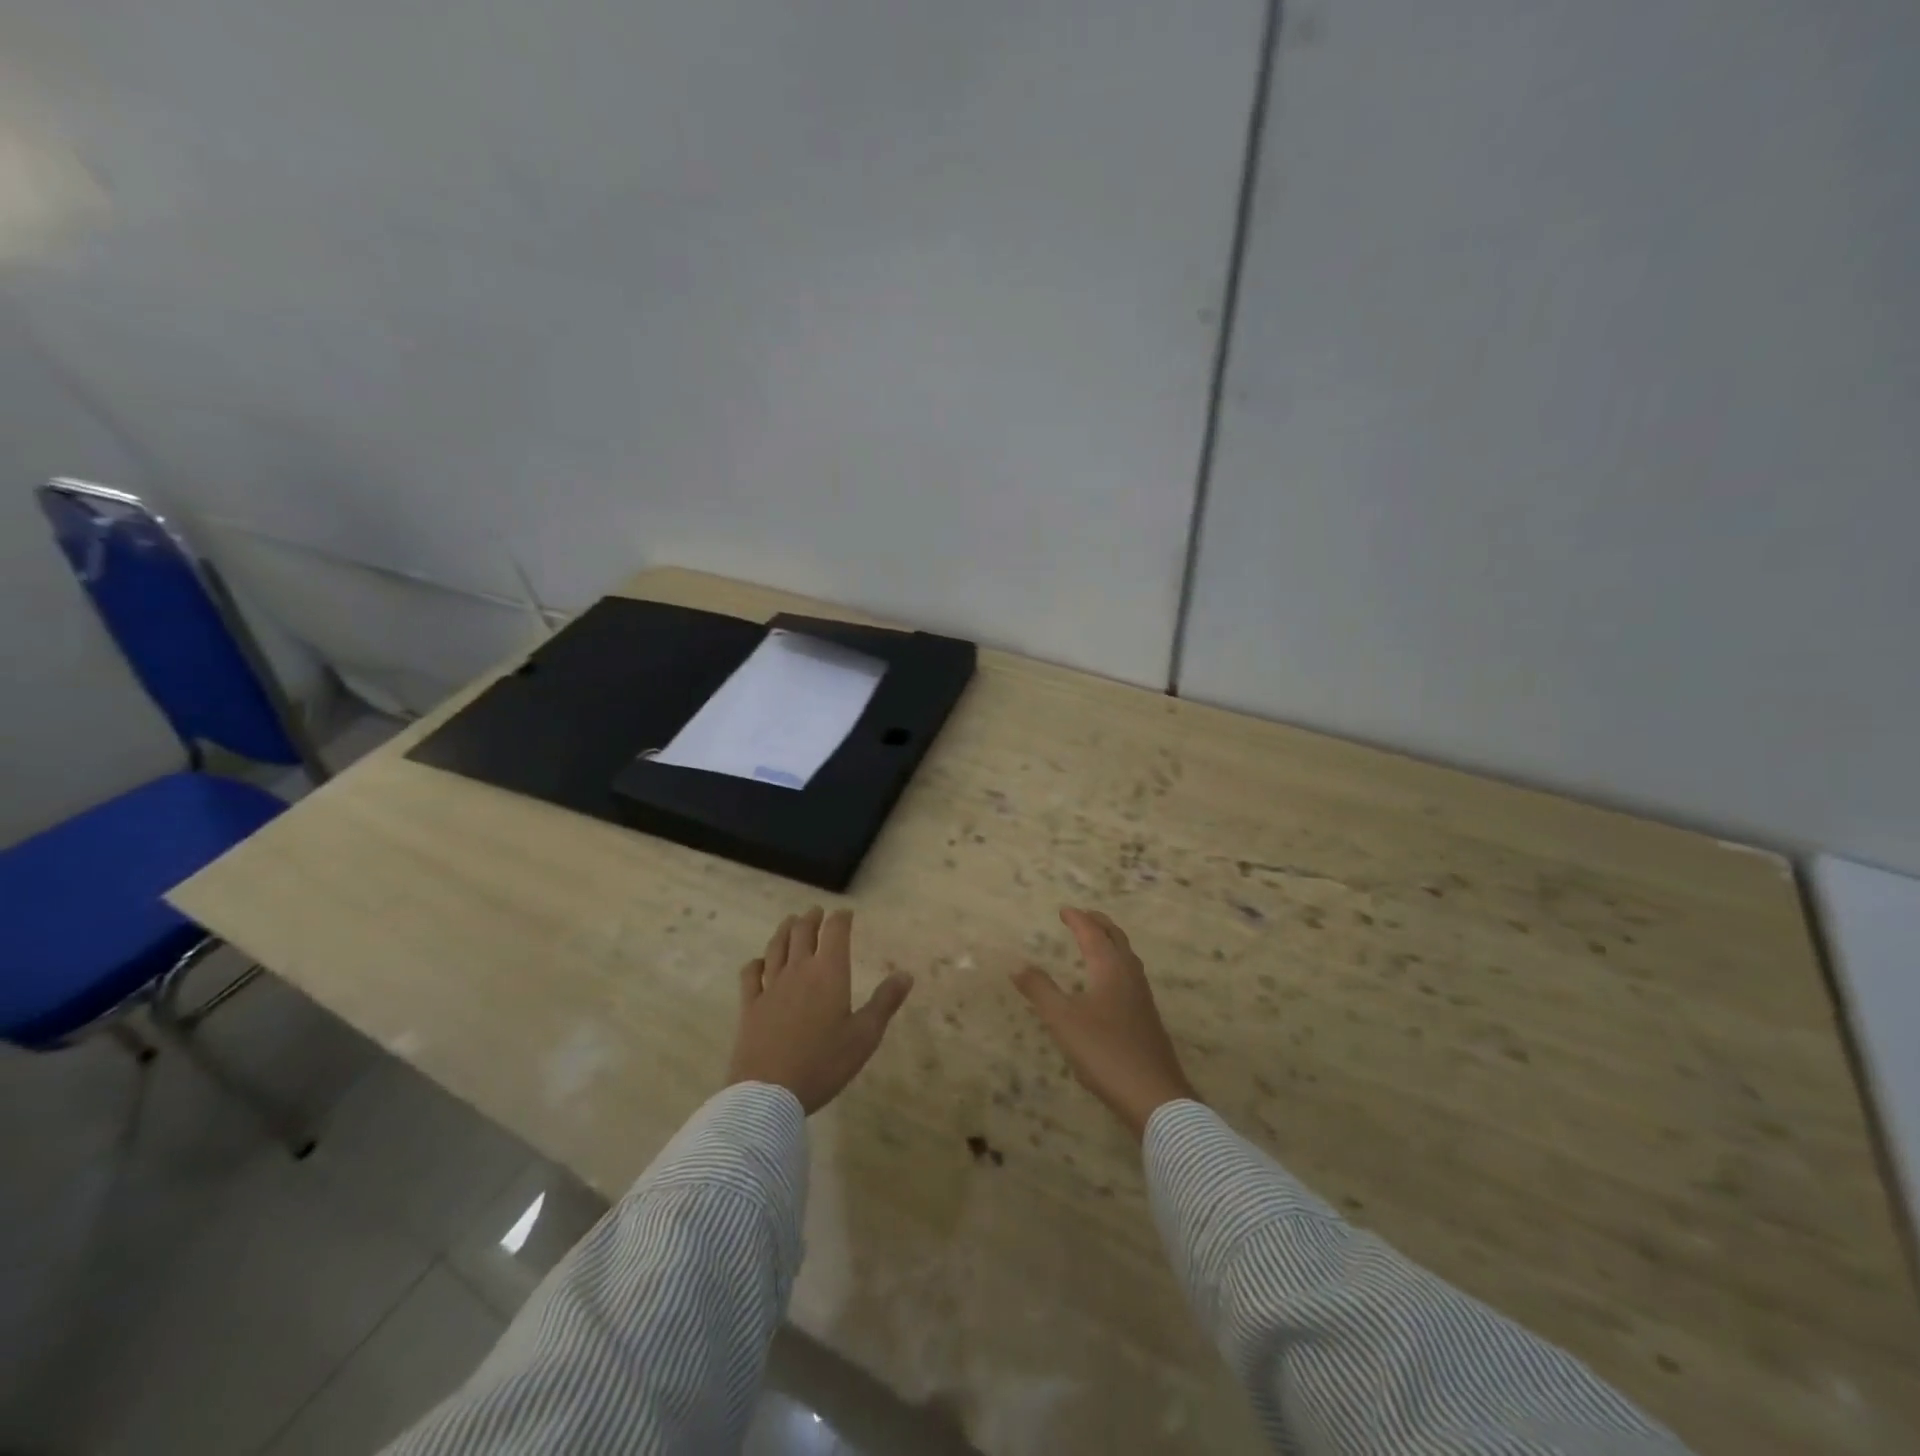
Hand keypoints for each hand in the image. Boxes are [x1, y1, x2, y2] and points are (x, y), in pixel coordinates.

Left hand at [729, 907, 913, 1114]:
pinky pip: (750, 974)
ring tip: (790, 922)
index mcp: (829, 973)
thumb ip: (885, 1002)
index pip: (835, 932)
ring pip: (776, 947)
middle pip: (802, 932)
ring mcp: (770, 986)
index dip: (841, 918)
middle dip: (811, 918)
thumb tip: (906, 974)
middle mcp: (798, 970)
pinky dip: (757, 962)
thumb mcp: (864, 1036)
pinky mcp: (749, 1006)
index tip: (845, 913)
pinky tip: (759, 963)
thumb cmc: (823, 1063)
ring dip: (785, 930)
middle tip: (816, 912)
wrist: (769, 1092)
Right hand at [1012, 907, 1198, 1139]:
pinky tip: (1110, 985)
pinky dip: (1116, 964)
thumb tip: (1017, 965)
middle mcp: (1129, 975)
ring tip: (1096, 942)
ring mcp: (1142, 997)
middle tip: (1083, 916)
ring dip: (1111, 942)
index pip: (1093, 933)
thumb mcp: (1062, 1020)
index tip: (1064, 910)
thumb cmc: (1104, 1051)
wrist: (1153, 1094)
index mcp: (1110, 968)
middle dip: (1099, 924)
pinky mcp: (1147, 1017)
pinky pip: (1130, 975)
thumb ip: (1040, 990)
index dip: (1077, 919)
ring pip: (1127, 956)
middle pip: (1116, 938)